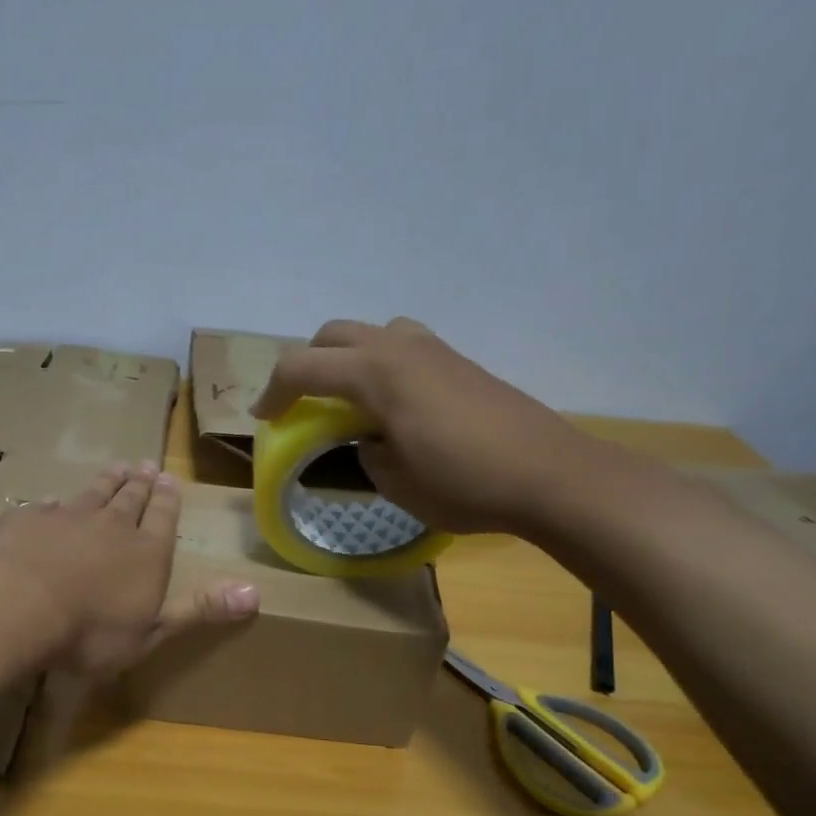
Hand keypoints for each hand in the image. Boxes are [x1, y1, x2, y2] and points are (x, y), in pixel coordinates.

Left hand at [0, 462, 259, 675]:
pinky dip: (54, 504)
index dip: (168, 499)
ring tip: (116, 467)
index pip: (163, 517)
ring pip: (93, 493)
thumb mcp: (153, 631)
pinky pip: (47, 507)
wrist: (19, 607)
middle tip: (146, 465)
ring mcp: (68, 518)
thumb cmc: (91, 631)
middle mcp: (112, 525)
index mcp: (147, 552)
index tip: (169, 479)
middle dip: (141, 484)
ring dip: (106, 481)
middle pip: (131, 499)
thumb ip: (200, 609)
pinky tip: (53, 501)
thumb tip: (256, 592)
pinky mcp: (29, 520)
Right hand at [250, 318, 616, 535]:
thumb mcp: (394, 481)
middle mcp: (401, 347)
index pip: (302, 366)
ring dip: (348, 358)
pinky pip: (404, 346)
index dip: (274, 391)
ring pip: (372, 332)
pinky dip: (382, 365)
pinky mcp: (461, 362)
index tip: (264, 418)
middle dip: (307, 365)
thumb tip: (371, 438)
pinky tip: (395, 405)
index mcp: (376, 373)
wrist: (552, 476)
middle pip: (333, 335)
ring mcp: (436, 350)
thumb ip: (366, 451)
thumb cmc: (464, 483)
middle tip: (302, 403)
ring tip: (349, 399)